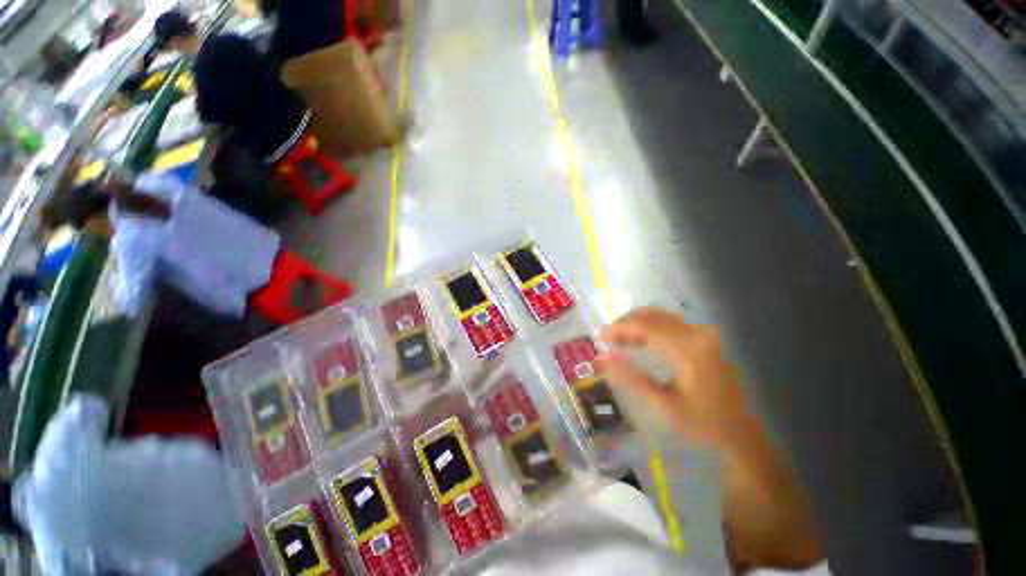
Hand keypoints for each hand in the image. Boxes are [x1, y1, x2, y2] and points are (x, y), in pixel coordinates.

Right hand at [597, 307, 746, 446]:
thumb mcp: (662, 405)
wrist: (738, 431)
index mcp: (688, 350)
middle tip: (608, 339)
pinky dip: (650, 326)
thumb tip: (603, 358)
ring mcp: (702, 333)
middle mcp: (697, 334)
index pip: (646, 326)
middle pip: (652, 317)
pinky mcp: (703, 337)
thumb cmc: (700, 422)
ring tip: (619, 339)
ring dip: (637, 324)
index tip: (601, 337)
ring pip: (660, 316)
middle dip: (626, 324)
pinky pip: (669, 322)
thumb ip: (631, 378)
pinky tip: (639, 340)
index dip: (620, 328)